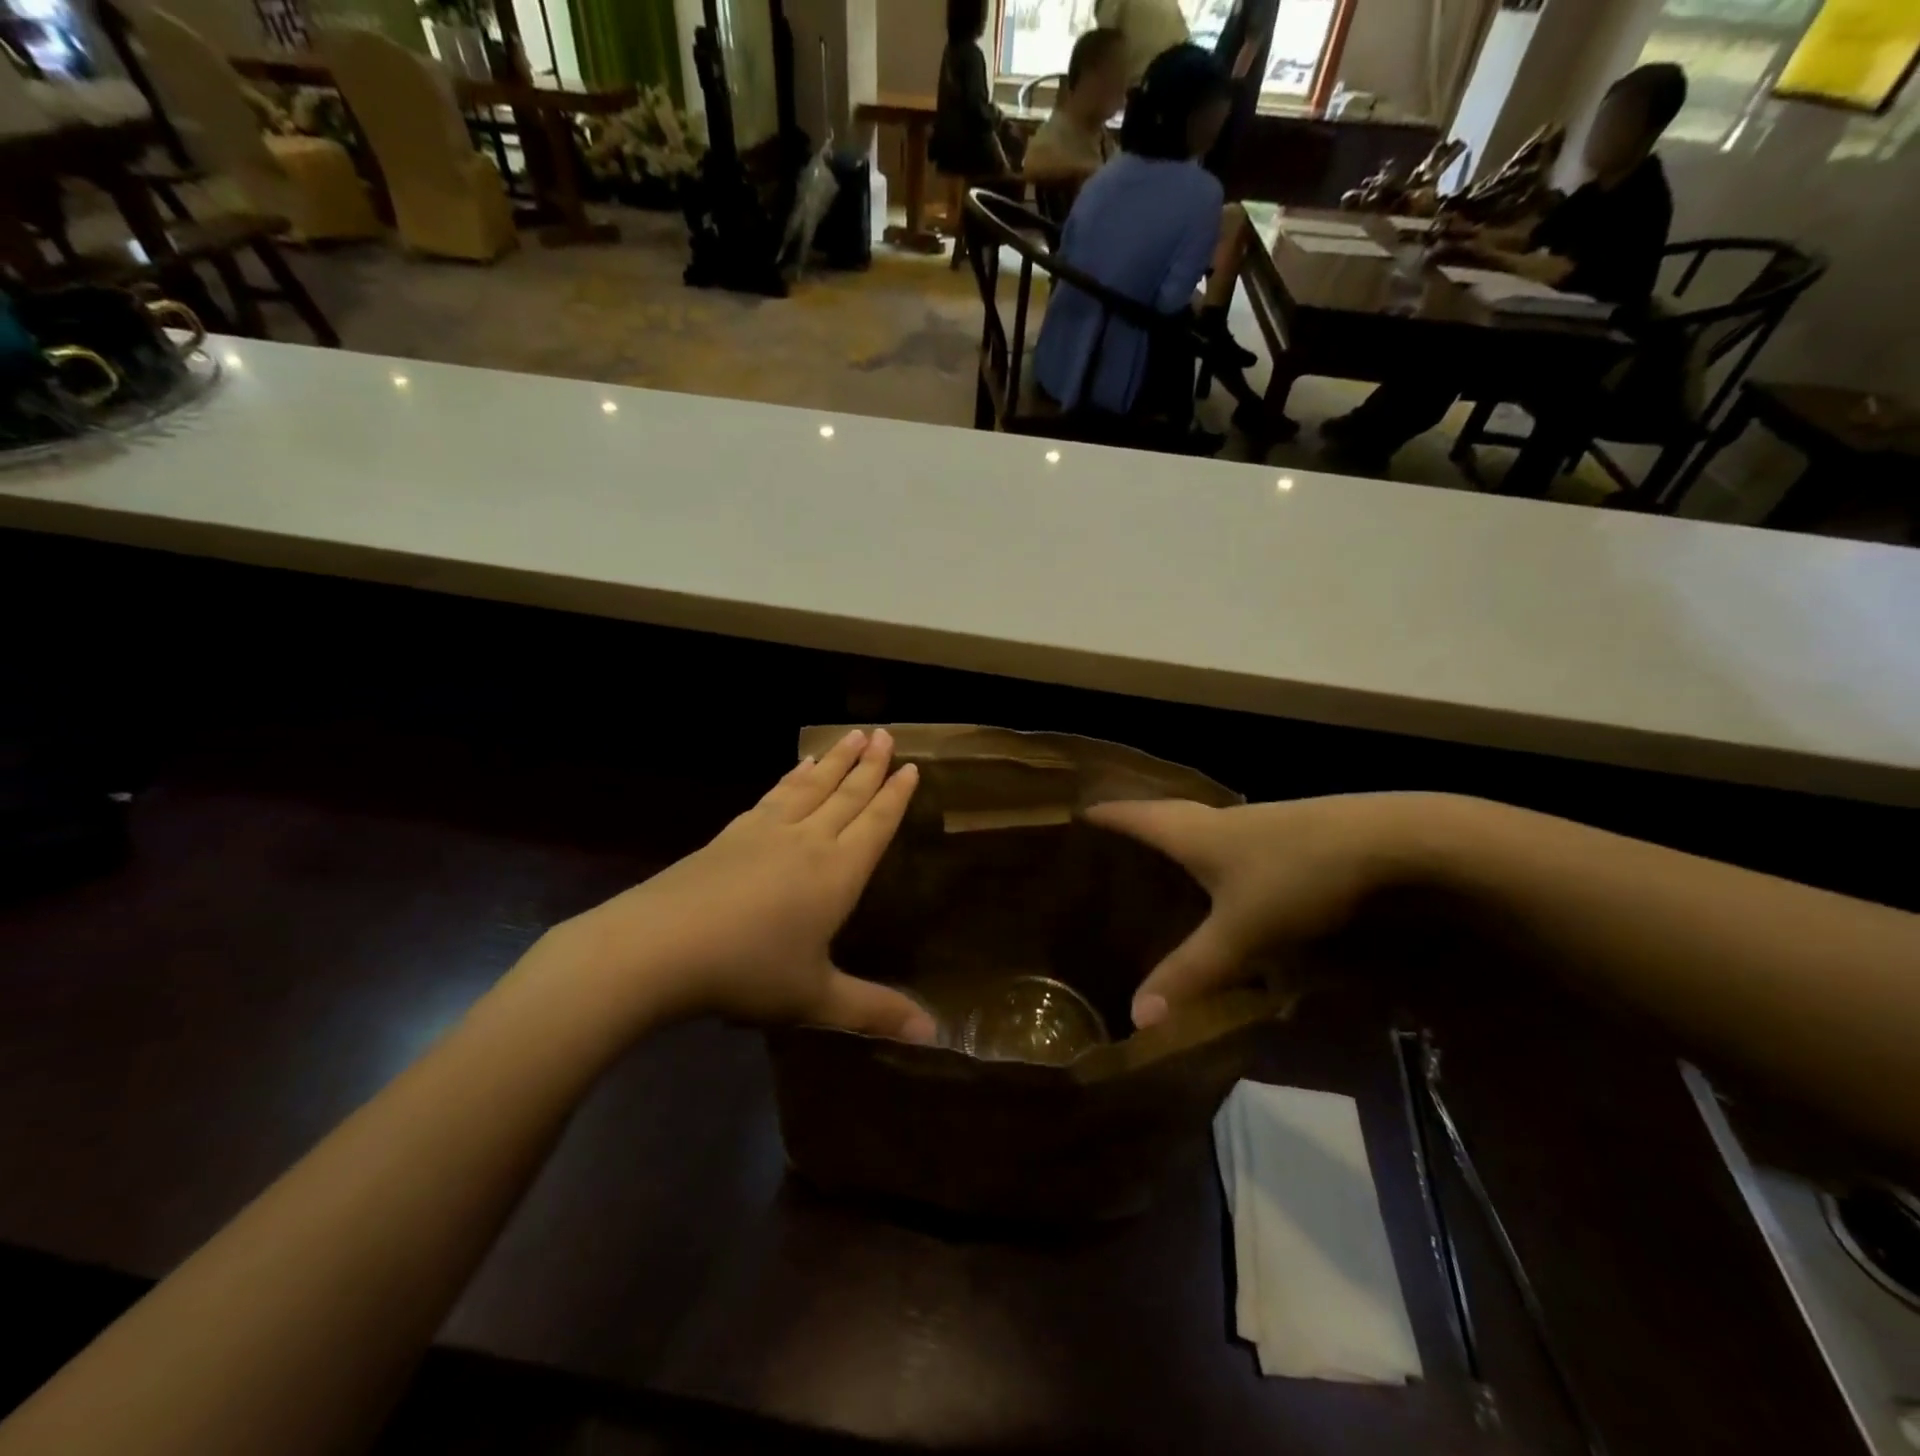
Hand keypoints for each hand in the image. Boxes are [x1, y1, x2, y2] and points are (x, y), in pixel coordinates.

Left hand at [543, 729, 935, 1042]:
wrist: (658, 947)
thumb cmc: (748, 972)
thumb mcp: (815, 998)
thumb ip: (874, 1011)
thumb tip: (935, 1036)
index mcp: (836, 873)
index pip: (875, 823)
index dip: (895, 795)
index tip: (909, 765)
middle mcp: (807, 841)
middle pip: (845, 794)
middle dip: (869, 765)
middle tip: (885, 733)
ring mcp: (765, 833)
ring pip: (810, 787)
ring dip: (834, 760)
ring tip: (851, 736)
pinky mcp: (731, 835)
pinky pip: (773, 796)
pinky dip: (790, 778)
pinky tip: (795, 769)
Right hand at [1085, 793, 1443, 1027]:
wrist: (1397, 843)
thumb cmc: (1301, 877)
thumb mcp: (1243, 933)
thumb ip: (1192, 973)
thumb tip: (1137, 1017)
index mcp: (1195, 833)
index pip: (1133, 815)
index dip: (1102, 815)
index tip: (1072, 813)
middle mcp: (1221, 820)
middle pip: (1164, 814)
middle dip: (1133, 824)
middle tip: (1104, 842)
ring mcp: (1260, 825)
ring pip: (1201, 828)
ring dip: (1174, 839)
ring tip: (1154, 864)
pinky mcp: (1291, 837)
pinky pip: (1232, 842)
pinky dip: (1212, 855)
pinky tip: (1223, 881)